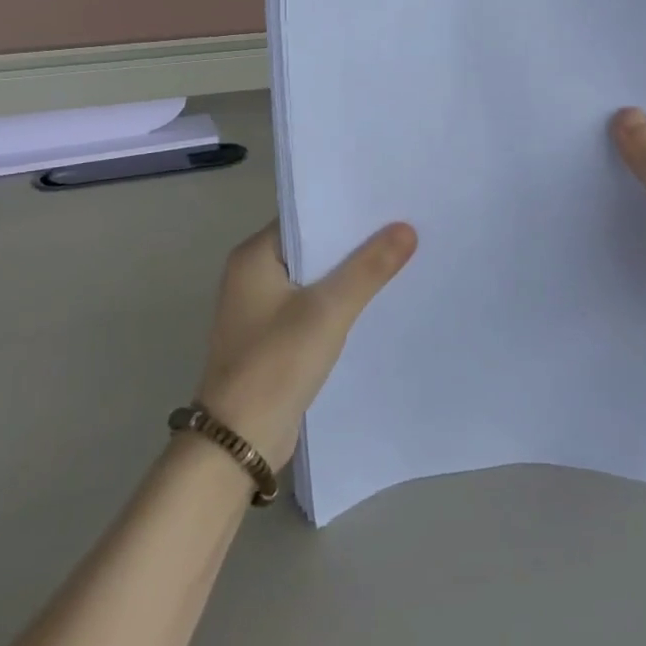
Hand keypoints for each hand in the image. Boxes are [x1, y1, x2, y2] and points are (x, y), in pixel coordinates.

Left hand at [193, 221, 417, 469]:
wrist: (239, 442)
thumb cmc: (276, 364)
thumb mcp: (328, 310)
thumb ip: (368, 268)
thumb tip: (406, 228)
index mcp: (253, 256)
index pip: (305, 216)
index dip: (345, 210)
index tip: (388, 202)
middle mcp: (252, 276)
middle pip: (312, 247)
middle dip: (353, 242)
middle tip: (404, 227)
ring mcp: (261, 309)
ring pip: (314, 279)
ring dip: (348, 275)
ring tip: (400, 258)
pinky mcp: (273, 338)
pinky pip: (312, 307)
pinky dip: (339, 303)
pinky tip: (375, 302)